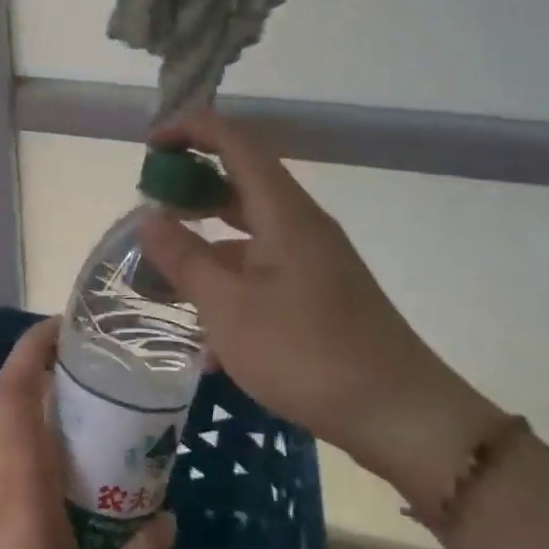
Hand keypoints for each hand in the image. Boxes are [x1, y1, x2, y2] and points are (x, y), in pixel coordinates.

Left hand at [0, 318, 175, 548]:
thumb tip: (168, 521)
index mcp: (15, 471)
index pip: (17, 382)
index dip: (37, 343)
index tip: (68, 327)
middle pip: (11, 400)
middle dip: (49, 378)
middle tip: (99, 385)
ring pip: (3, 434)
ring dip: (38, 420)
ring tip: (87, 438)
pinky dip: (25, 455)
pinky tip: (55, 497)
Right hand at [137, 109, 500, 497]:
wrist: (401, 418)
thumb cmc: (307, 353)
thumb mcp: (229, 308)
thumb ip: (184, 259)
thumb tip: (148, 217)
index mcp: (283, 212)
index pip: (235, 142)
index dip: (191, 130)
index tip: (150, 146)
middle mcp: (299, 224)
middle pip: (239, 182)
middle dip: (190, 187)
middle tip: (147, 209)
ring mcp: (311, 259)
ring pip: (247, 231)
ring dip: (204, 241)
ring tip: (162, 271)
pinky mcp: (317, 293)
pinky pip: (261, 269)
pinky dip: (228, 282)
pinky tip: (205, 336)